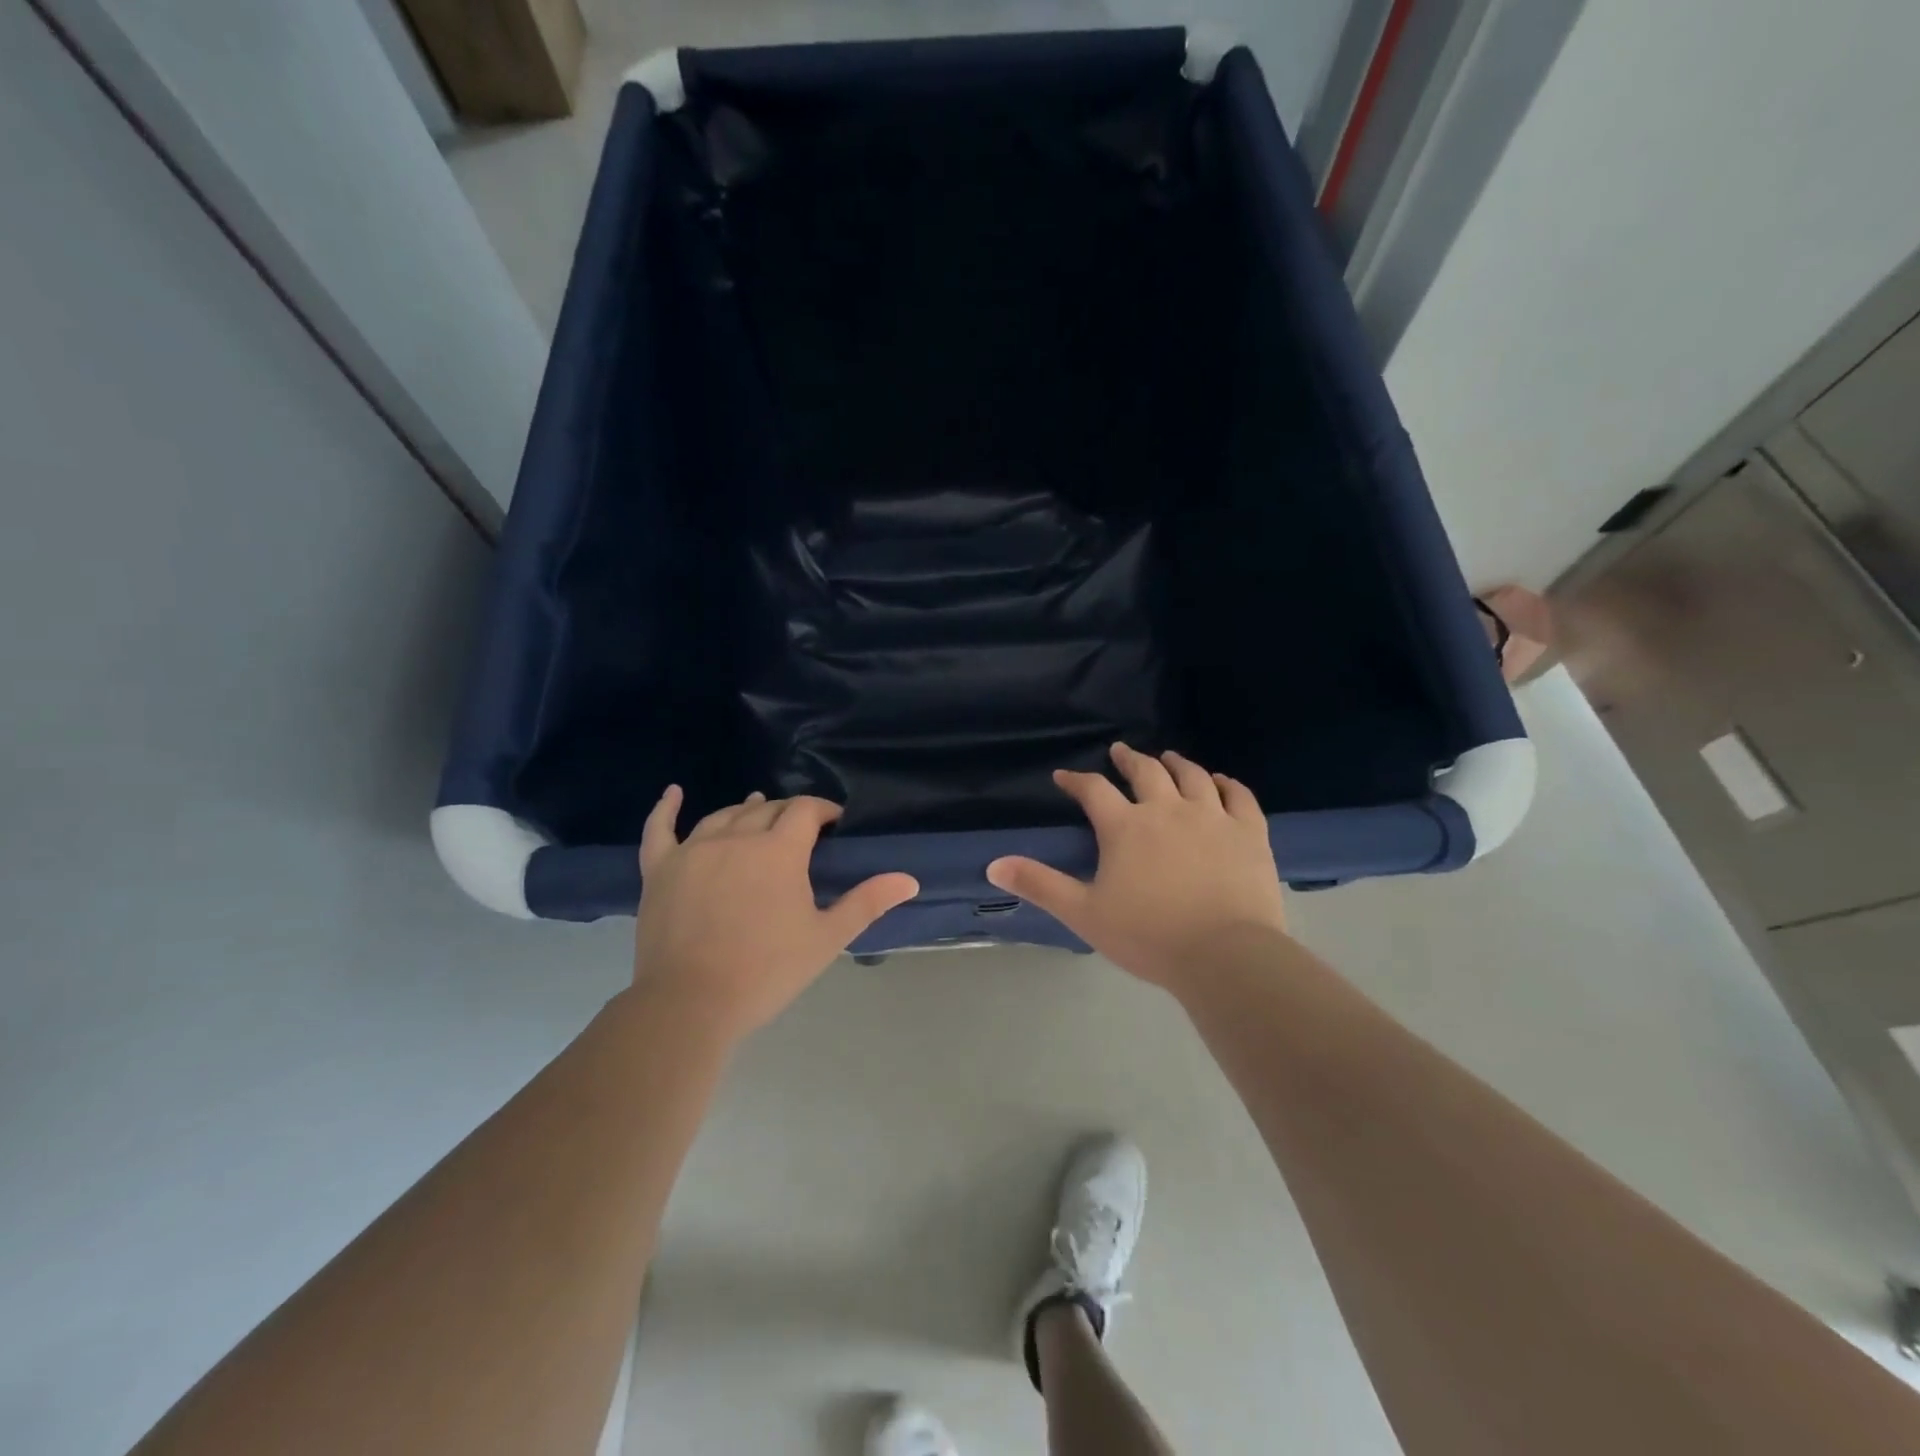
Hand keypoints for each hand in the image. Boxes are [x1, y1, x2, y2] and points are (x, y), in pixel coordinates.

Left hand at [632, 788, 918, 1039]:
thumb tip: (909, 879)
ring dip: (746, 810)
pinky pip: (660, 829)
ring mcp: (693, 850)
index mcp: (779, 850)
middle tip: (801, 830)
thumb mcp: (827, 937)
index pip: (805, 811)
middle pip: (766, 809)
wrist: (691, 1003)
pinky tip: (673, 792)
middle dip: (788, 813)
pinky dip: (666, 808)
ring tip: (758, 807)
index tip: (835, 822)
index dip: (823, 810)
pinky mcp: (661, 869)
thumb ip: (868, 902)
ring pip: (724, 815)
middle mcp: (737, 837)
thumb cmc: (767, 971)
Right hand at [986, 743, 1287, 993]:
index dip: (1076, 780)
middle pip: (1145, 772)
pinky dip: (1226, 783)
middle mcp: (1167, 809)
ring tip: (1168, 757)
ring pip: (1192, 776)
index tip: (1064, 777)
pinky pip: (1238, 795)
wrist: (1225, 955)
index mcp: (1125, 827)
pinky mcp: (1249, 832)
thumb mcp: (1083, 913)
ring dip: (1176, 763)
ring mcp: (1212, 817)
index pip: (1093, 790)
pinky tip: (1220, 780)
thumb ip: (1039, 884)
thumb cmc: (1148, 936)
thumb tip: (993, 865)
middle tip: (1120, 751)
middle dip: (1129, 759)